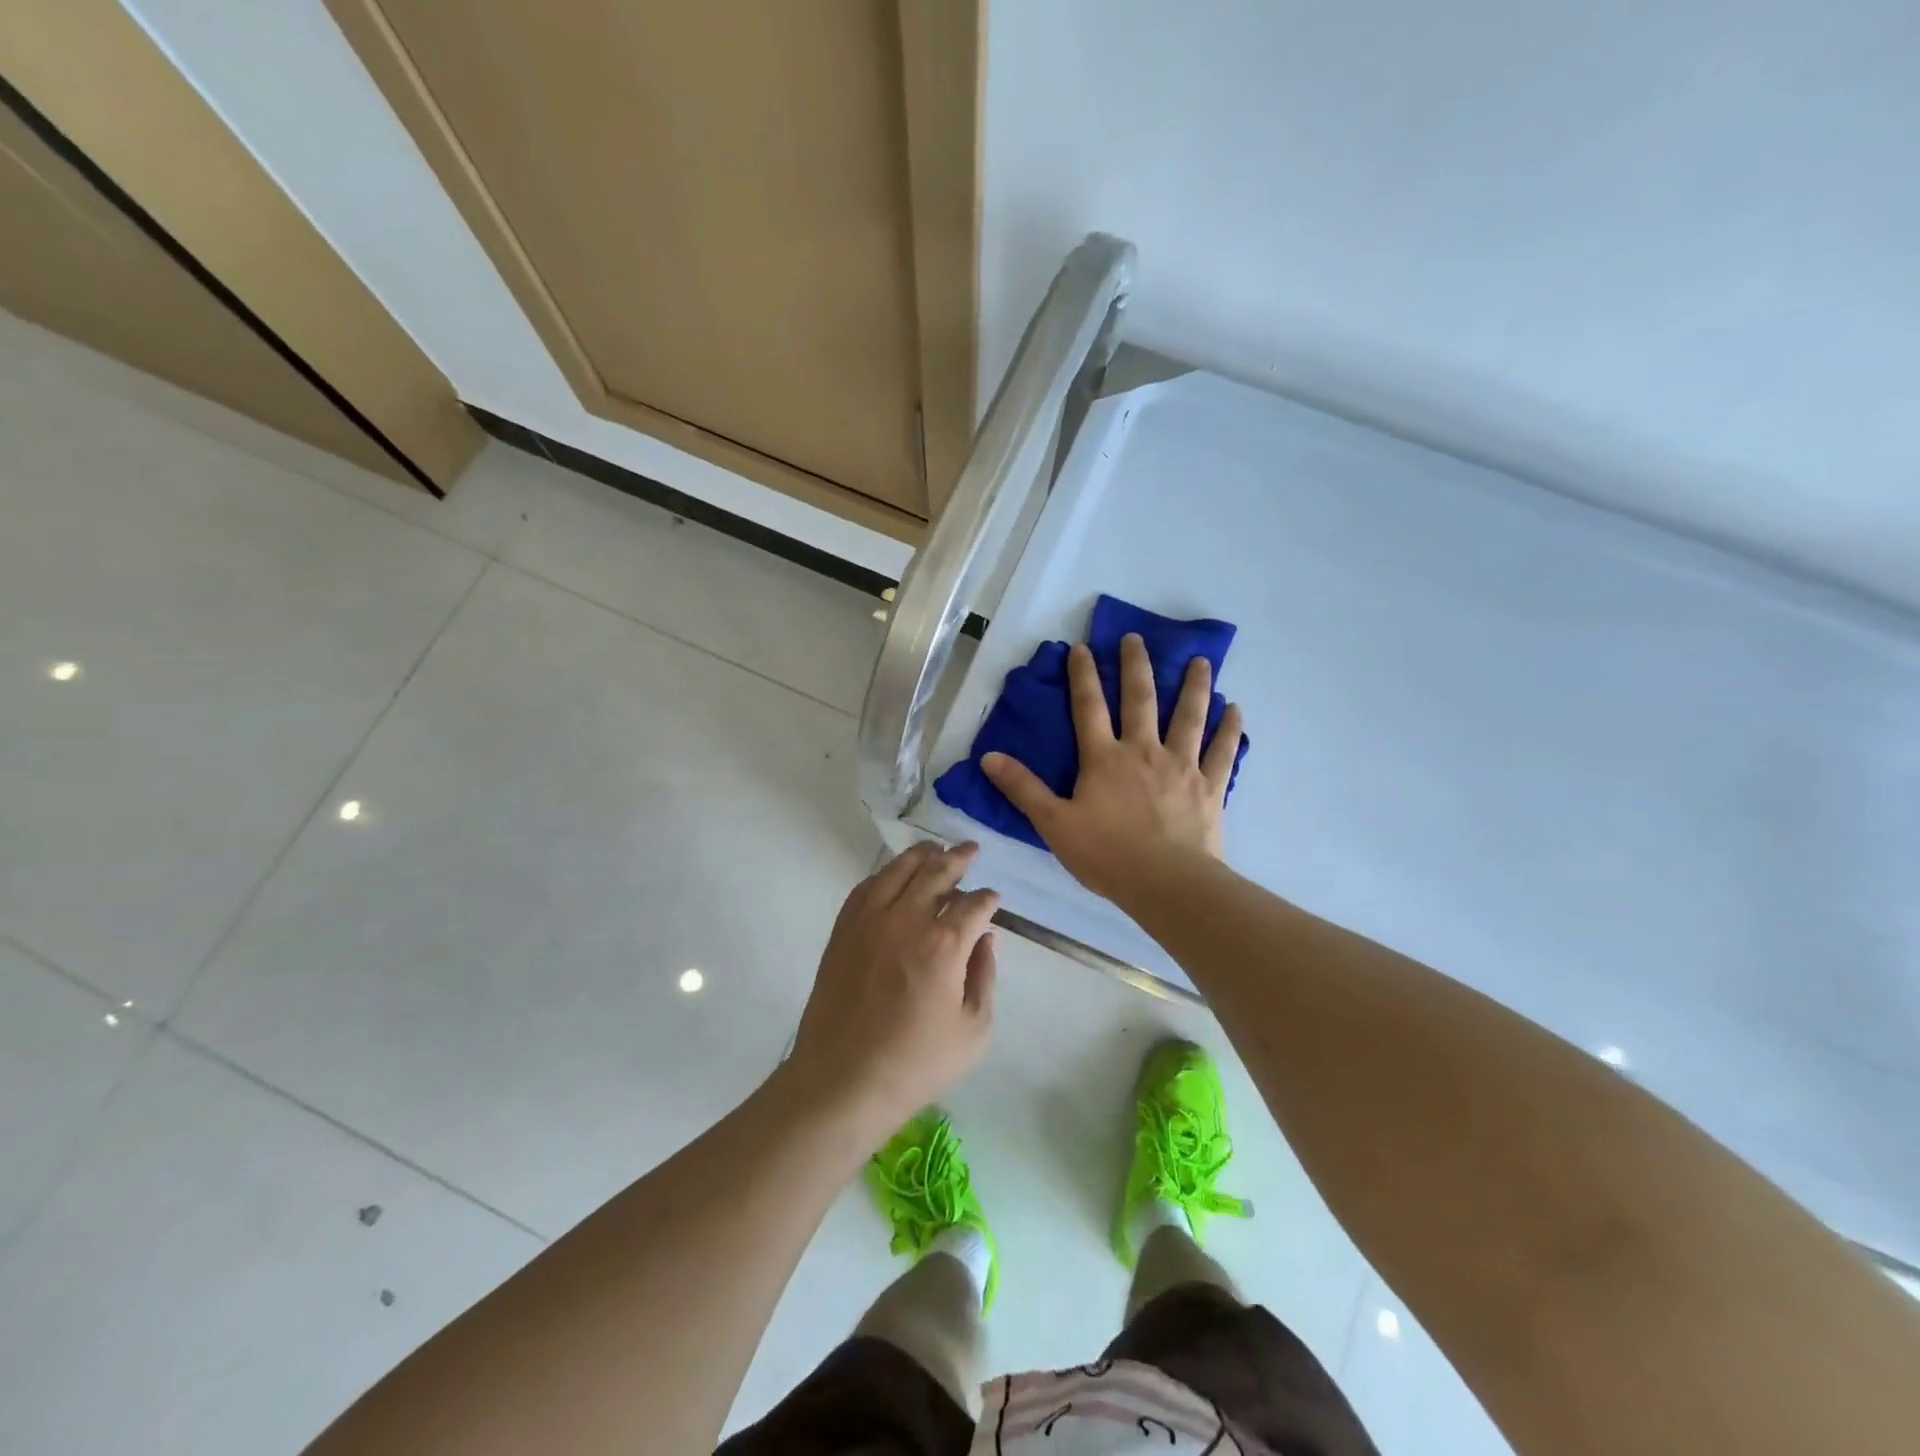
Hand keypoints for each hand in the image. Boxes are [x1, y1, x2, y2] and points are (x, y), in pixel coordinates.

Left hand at [785, 842, 997, 1138]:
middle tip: (971, 849)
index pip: (974, 904)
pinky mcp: (843, 930)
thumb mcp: (973, 1031)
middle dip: (959, 858)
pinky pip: (866, 887)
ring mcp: (870, 921)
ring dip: (921, 854)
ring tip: (935, 846)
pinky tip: (894, 873)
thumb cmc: (915, 1063)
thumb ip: (985, 977)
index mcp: (944, 944)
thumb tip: (987, 939)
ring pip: (898, 870)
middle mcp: (907, 919)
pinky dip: (885, 873)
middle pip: (937, 873)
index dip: (988, 898)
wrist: (842, 1081)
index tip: (993, 899)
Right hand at [982, 634, 1242, 900]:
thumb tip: (988, 757)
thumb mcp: (1054, 824)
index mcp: (1104, 759)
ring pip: (1188, 716)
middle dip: (1136, 666)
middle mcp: (1144, 751)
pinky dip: (1229, 730)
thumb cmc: (1106, 855)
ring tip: (1199, 660)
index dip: (1083, 676)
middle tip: (1137, 638)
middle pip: (1140, 700)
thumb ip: (1023, 789)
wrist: (1166, 884)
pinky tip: (1235, 710)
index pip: (1089, 708)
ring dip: (1193, 686)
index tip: (1083, 648)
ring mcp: (1181, 766)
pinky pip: (1222, 752)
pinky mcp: (1210, 787)